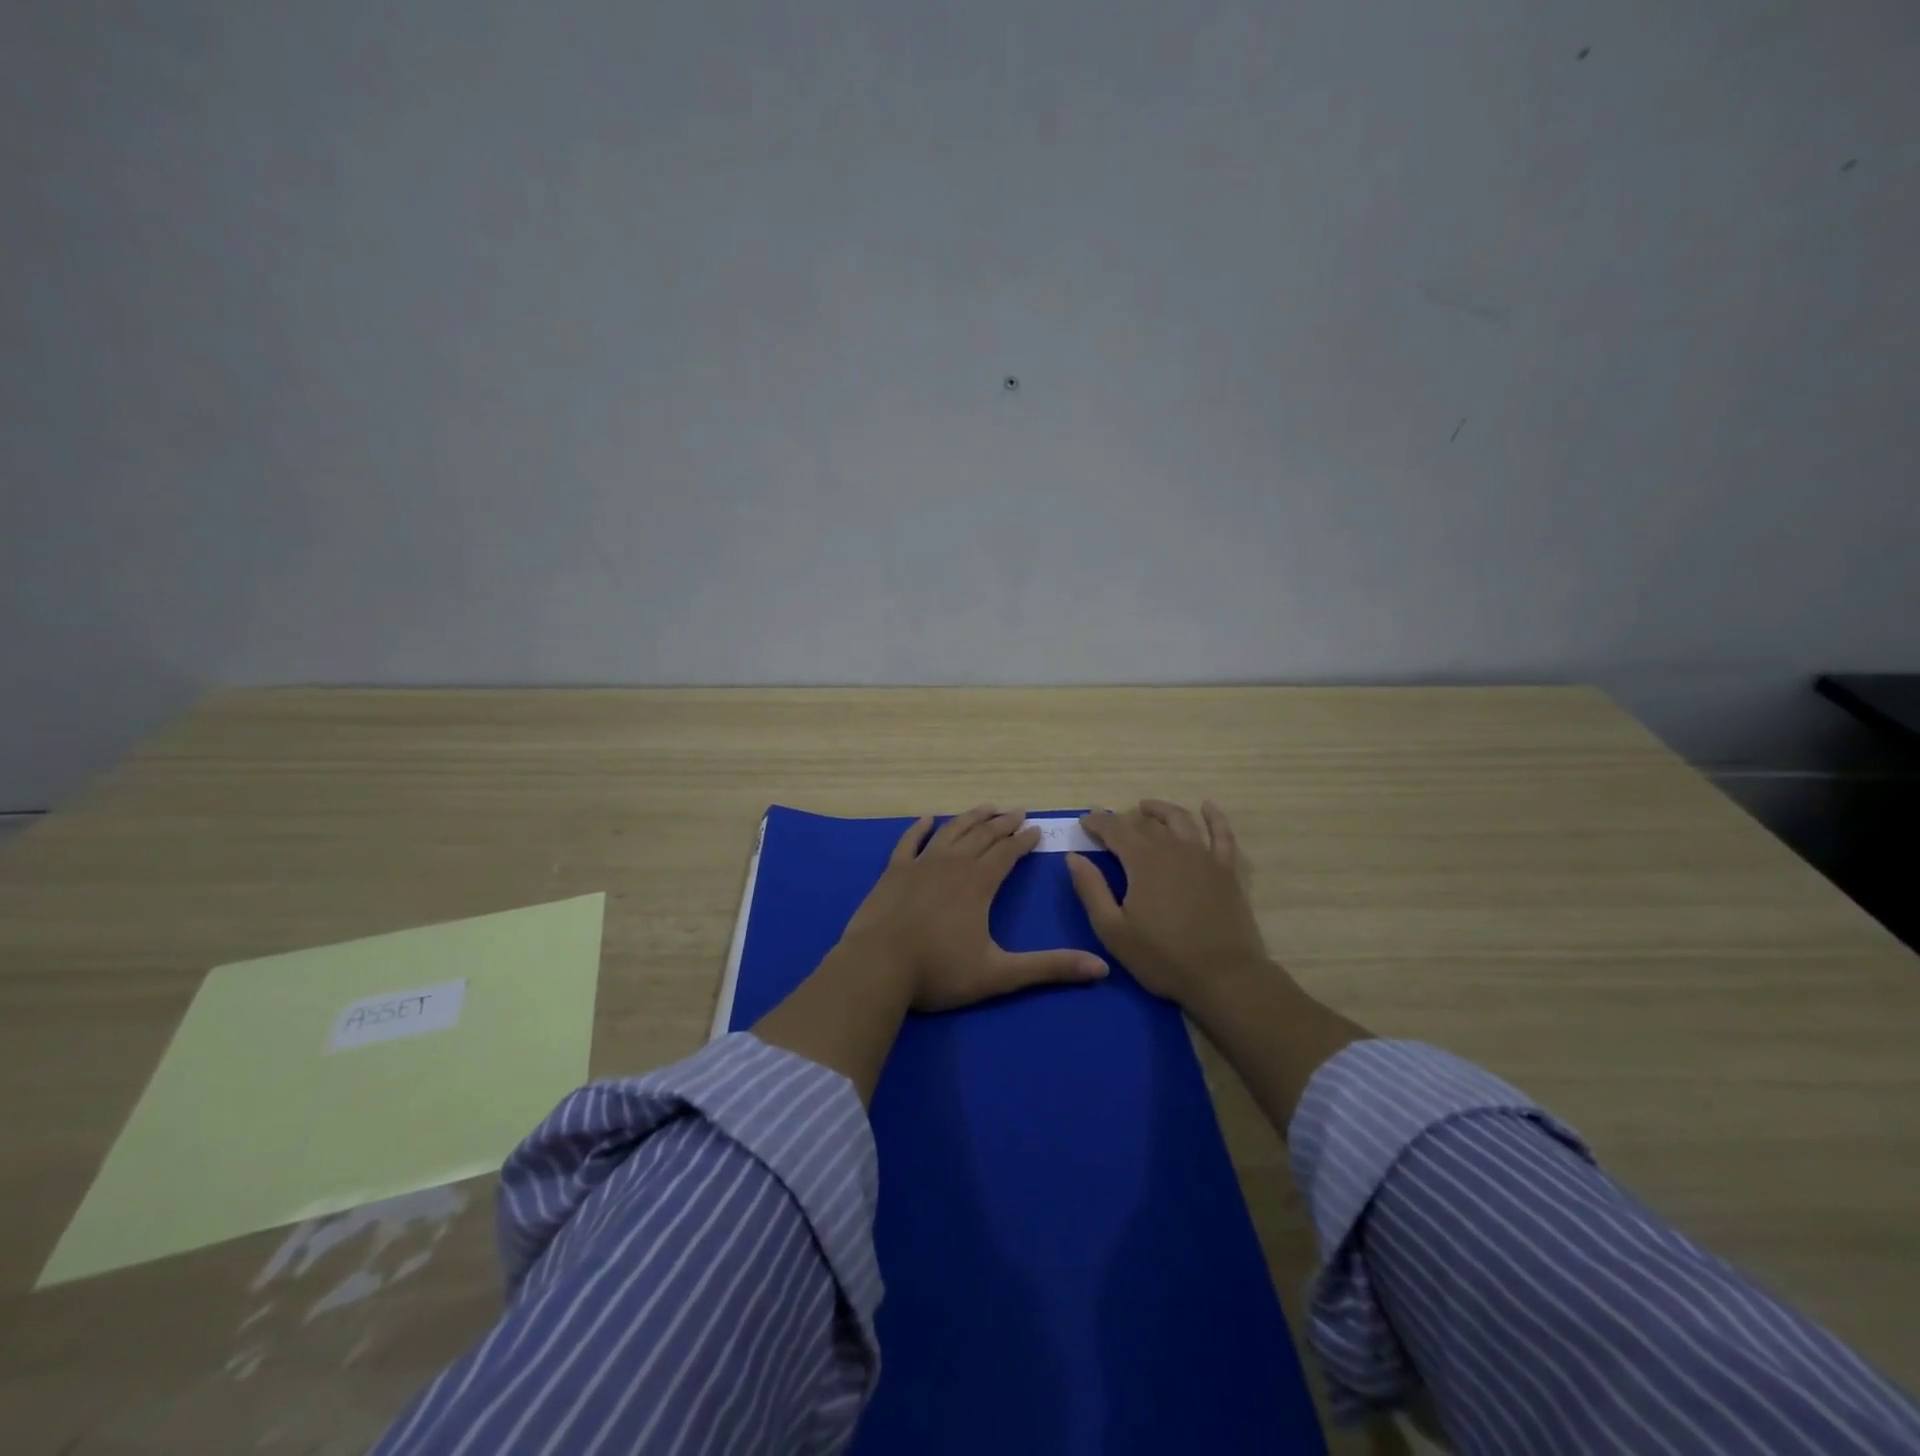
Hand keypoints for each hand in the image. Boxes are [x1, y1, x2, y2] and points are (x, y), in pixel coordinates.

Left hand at [841, 805, 1109, 1011]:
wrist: (877, 967)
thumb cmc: (938, 971)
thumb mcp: (999, 974)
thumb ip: (1049, 968)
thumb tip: (1101, 968)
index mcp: (979, 883)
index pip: (1008, 853)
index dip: (1024, 840)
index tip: (1037, 829)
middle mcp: (953, 864)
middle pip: (983, 836)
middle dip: (1003, 823)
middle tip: (1018, 812)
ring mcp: (920, 864)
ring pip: (952, 832)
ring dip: (971, 818)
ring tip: (987, 808)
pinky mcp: (894, 871)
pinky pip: (910, 842)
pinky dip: (920, 828)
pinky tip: (928, 818)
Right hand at [1065, 800, 1272, 1010]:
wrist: (1223, 977)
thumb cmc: (1162, 957)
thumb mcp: (1113, 930)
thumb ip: (1091, 889)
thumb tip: (1074, 857)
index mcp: (1142, 861)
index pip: (1114, 829)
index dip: (1097, 822)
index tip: (1084, 823)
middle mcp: (1172, 849)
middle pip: (1145, 824)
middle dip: (1123, 820)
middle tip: (1109, 825)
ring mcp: (1203, 857)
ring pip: (1180, 820)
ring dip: (1160, 810)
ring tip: (1146, 808)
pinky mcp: (1226, 871)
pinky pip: (1221, 835)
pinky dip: (1214, 817)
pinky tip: (1207, 807)